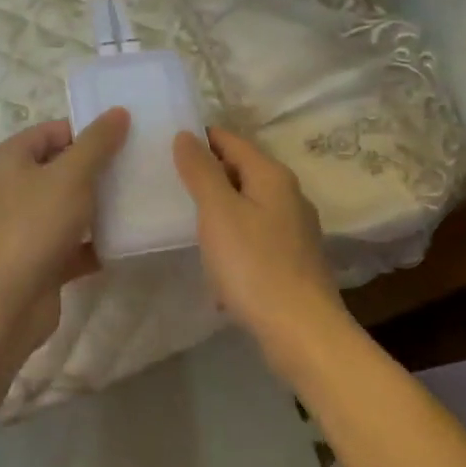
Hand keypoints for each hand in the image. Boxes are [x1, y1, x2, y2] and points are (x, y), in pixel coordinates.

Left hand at [0, 109, 130, 364]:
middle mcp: (12, 189)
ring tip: (139, 198)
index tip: (127, 136)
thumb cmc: (34, 224)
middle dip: (98, 169)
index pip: (52, 131)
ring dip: (100, 206)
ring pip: (69, 207)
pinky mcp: (40, 259)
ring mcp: (25, 226)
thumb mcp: (71, 175)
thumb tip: (118, 112)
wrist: (7, 300)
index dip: (87, 131)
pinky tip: (128, 239)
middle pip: (62, 168)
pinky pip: (73, 243)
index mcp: (10, 159)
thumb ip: (96, 143)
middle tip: (138, 165)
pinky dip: (96, 242)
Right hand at [173, 128, 345, 355]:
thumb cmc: (254, 265)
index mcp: (272, 176)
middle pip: (241, 171)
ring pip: (248, 205)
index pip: (231, 140)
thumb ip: (201, 171)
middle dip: (207, 174)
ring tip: (184, 219)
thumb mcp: (218, 212)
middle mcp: (289, 195)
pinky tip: (215, 260)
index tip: (165, 146)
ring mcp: (295, 229)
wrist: (300, 331)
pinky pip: (254, 236)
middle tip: (168, 183)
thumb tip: (187, 135)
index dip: (200, 139)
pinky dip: (232, 238)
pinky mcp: (293, 259)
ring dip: (219, 209)